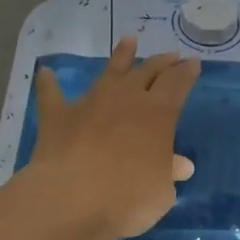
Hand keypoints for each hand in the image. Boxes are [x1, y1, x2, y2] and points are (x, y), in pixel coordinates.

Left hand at [26, 37, 199, 239]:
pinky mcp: (58, 116)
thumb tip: (180, 164)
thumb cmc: (128, 197)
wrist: (71, 198)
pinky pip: (52, 94)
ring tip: (128, 41)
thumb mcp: (161, 191)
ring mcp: (90, 103)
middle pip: (147, 71)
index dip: (187, 73)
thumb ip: (169, 173)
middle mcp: (126, 99)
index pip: (177, 84)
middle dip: (162, 62)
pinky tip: (46, 73)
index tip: (193, 63)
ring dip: (120, 56)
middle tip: (171, 55)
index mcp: (158, 113)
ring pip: (109, 71)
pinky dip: (49, 83)